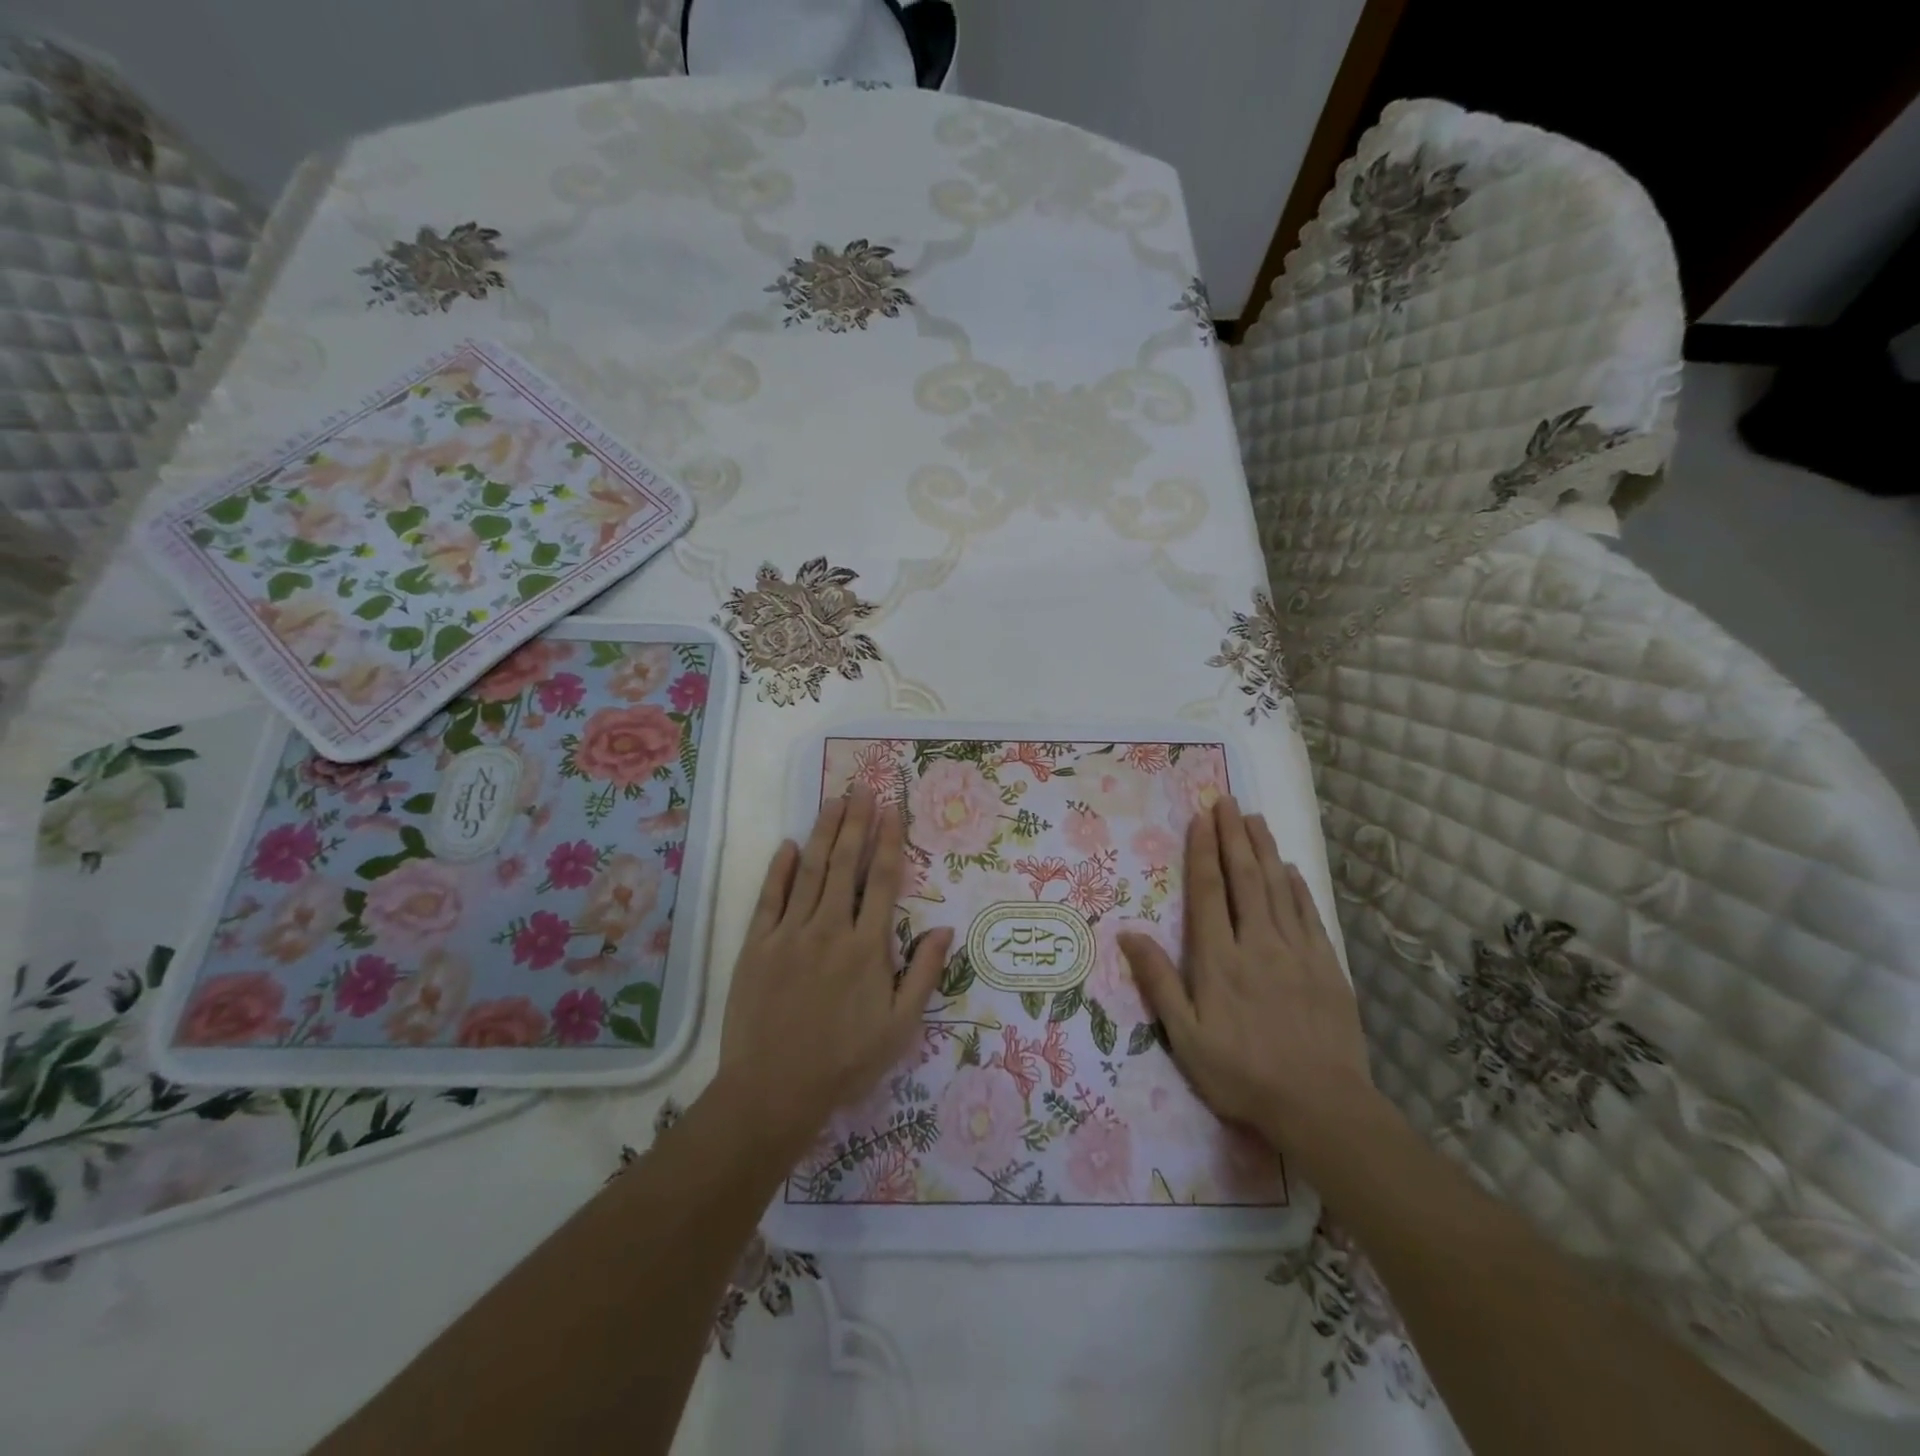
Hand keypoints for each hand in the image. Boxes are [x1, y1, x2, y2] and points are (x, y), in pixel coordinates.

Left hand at [716, 787, 951, 1159]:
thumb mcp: (900, 1027)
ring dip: (823, 833)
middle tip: (862, 788)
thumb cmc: (845, 1061)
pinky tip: (788, 845)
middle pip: (846, 864)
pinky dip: (779, 869)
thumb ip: (923, 974)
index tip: (892, 810)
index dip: (889, 841)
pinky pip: (769, 898)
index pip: (884, 881)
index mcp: (868, 947)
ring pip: (809, 871)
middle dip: (855, 822)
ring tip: (833, 801)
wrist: (773, 1091)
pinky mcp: (756, 946)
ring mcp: (789, 934)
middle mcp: (830, 929)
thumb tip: (945, 929)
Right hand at [1119, 796, 1374, 1162]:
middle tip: (1228, 801)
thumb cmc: (1242, 1075)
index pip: (1209, 893)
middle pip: (1244, 878)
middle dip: (1234, 836)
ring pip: (1277, 888)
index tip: (1202, 819)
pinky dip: (1296, 886)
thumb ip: (1158, 983)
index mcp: (1219, 960)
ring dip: (1264, 850)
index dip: (1204, 852)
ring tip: (1255, 819)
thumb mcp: (1186, 1038)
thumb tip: (1128, 934)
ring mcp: (1297, 952)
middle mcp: (1257, 943)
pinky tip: (1289, 869)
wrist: (1322, 1107)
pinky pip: (1308, 914)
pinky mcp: (1327, 966)